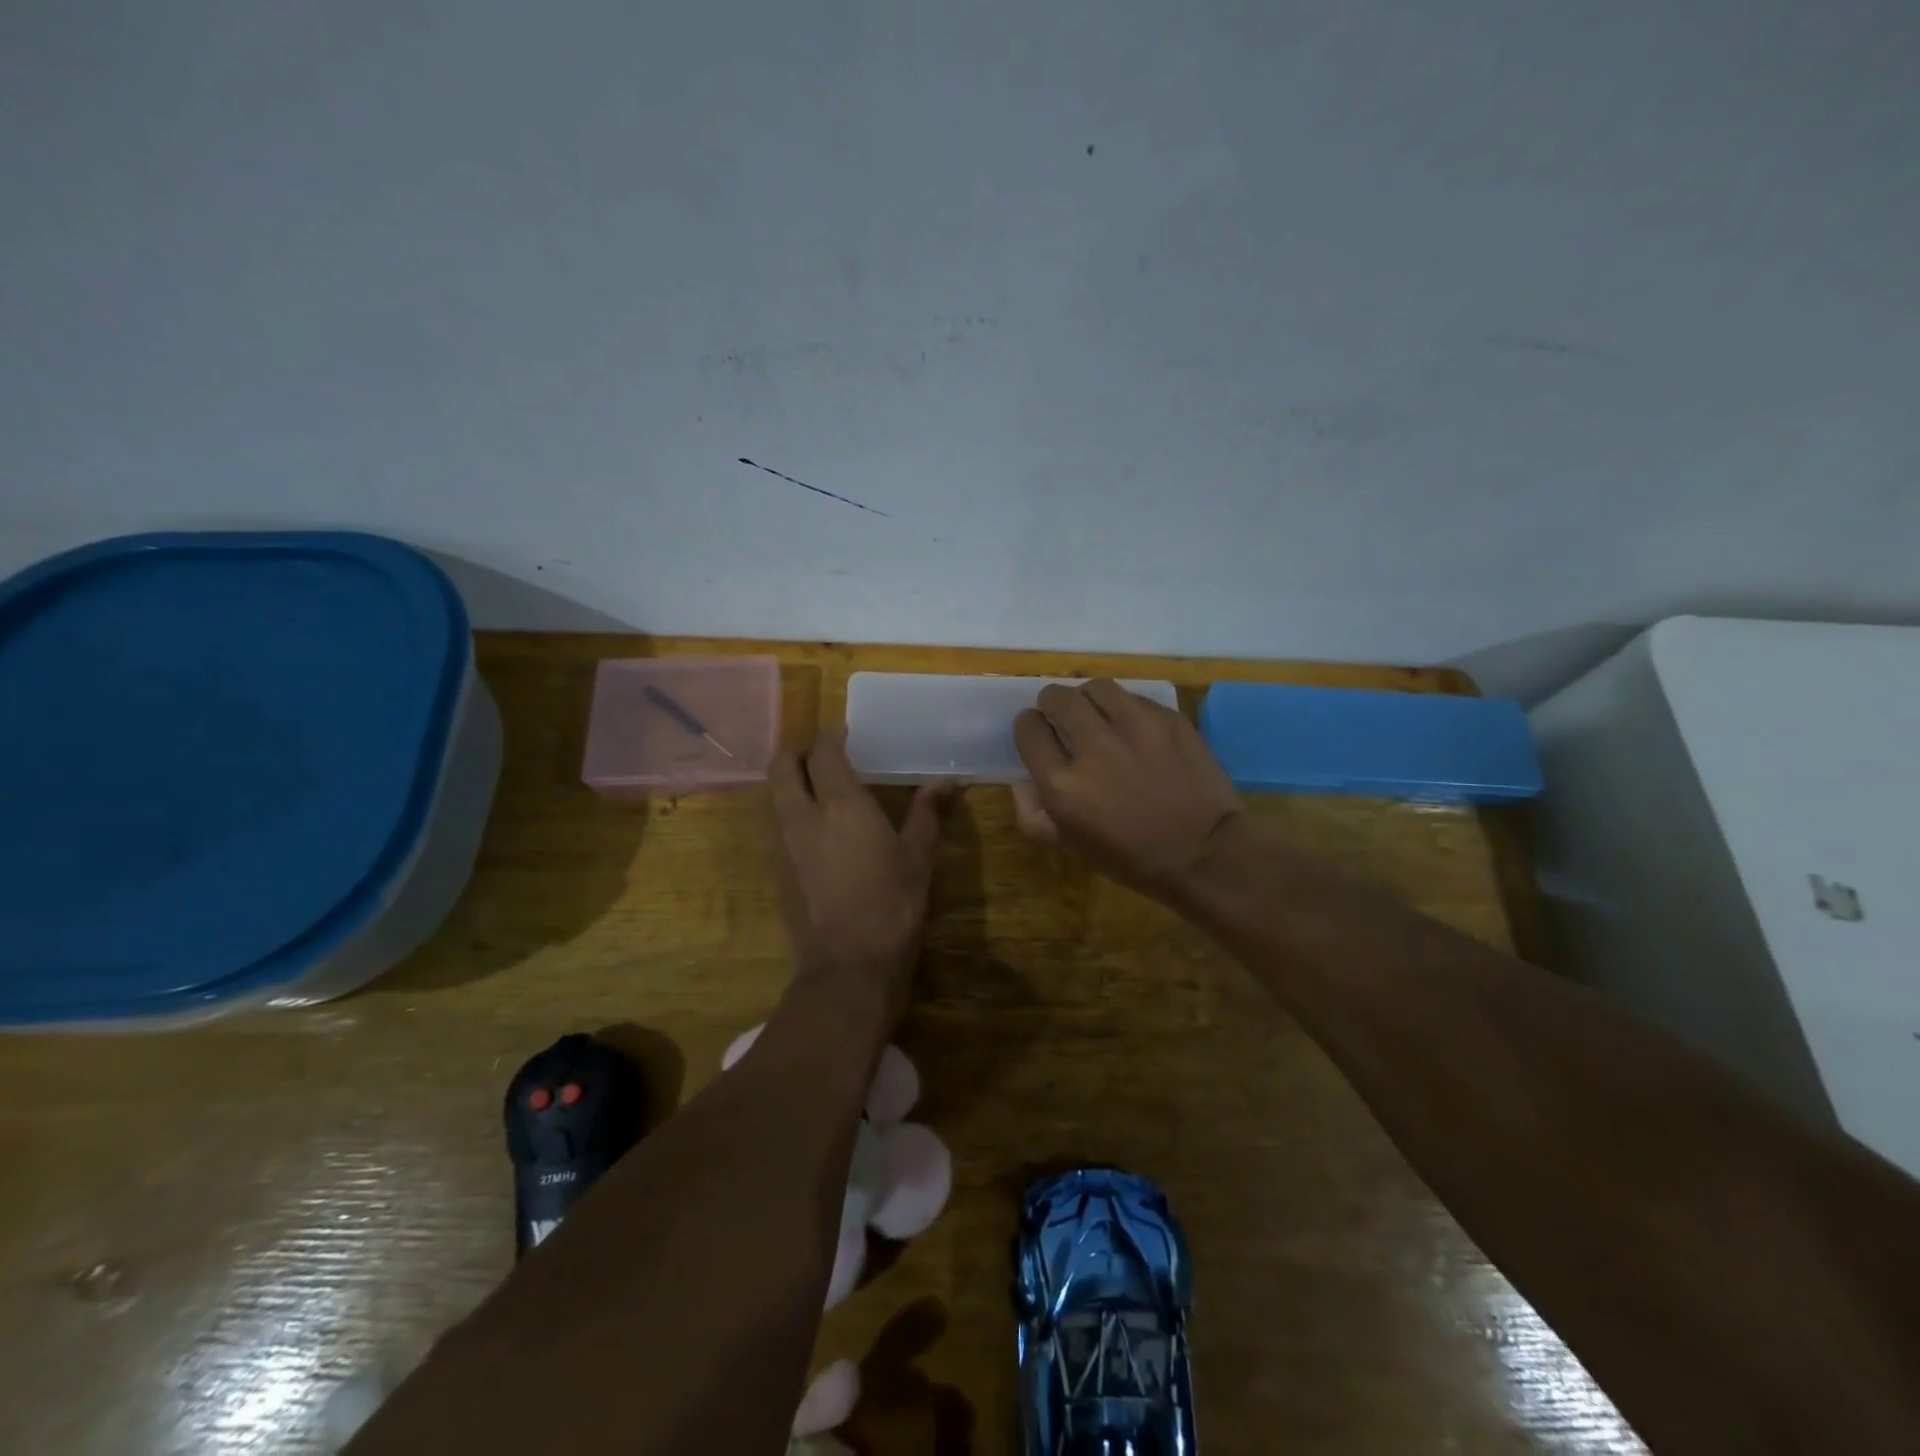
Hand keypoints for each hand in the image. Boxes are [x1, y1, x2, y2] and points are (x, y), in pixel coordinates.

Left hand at [766, 732, 953, 1032]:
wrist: (849, 964)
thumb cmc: (892, 904)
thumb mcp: (918, 857)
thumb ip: (927, 813)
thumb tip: (947, 780)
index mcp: (840, 804)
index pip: (823, 752)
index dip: (831, 736)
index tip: (846, 733)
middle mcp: (802, 815)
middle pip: (781, 765)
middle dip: (798, 751)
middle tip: (823, 755)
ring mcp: (783, 844)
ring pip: (772, 794)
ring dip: (789, 780)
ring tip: (817, 787)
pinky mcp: (777, 870)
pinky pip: (775, 824)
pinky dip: (788, 810)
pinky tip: (814, 828)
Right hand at [1012, 680, 1243, 901]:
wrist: (1204, 853)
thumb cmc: (1131, 858)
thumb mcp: (1071, 847)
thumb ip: (1033, 815)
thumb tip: (1021, 781)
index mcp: (1062, 784)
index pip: (1028, 730)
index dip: (1028, 727)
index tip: (1036, 730)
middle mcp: (1093, 746)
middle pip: (1058, 698)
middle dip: (1051, 702)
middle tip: (1060, 714)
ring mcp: (1135, 727)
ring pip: (1095, 688)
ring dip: (1087, 697)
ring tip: (1095, 711)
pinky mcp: (1168, 718)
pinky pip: (1134, 698)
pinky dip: (1124, 707)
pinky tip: (1132, 726)